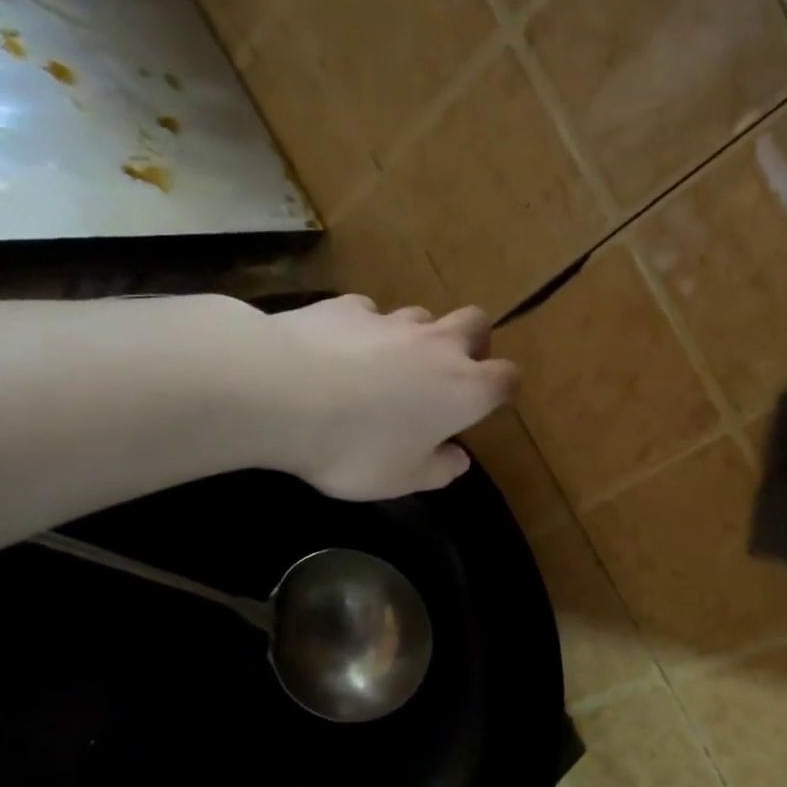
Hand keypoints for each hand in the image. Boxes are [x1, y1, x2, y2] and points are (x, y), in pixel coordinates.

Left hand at [256, 295, 518, 500]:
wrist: (279, 392)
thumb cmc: (356, 448)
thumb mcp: (402, 479)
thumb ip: (438, 469)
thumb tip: (458, 458)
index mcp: (464, 390)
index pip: (506, 377)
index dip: (501, 388)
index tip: (486, 403)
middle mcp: (438, 346)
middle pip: (475, 322)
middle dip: (472, 340)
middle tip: (449, 370)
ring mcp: (391, 321)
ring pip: (422, 316)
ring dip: (417, 336)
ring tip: (387, 364)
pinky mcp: (346, 307)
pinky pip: (368, 313)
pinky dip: (364, 330)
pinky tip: (340, 351)